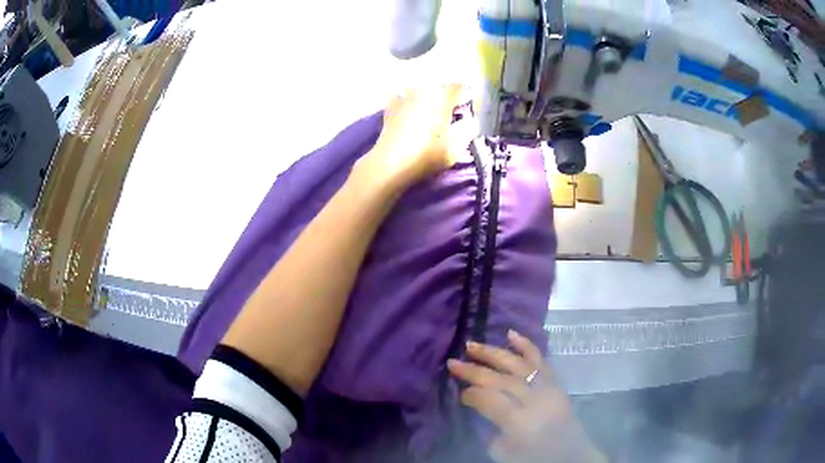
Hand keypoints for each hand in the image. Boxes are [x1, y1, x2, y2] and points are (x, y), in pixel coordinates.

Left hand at [352, 85, 474, 189]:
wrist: (390, 164)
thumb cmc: (426, 154)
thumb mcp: (456, 147)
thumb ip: (468, 129)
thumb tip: (470, 120)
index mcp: (442, 95)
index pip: (463, 89)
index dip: (469, 101)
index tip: (468, 116)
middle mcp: (423, 88)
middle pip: (442, 89)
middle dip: (449, 100)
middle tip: (452, 119)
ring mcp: (404, 95)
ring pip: (424, 92)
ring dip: (430, 101)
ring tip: (432, 118)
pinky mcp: (390, 107)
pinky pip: (406, 99)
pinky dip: (411, 104)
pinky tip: (411, 116)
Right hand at [448, 330, 606, 462]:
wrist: (569, 455)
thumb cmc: (533, 457)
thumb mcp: (503, 451)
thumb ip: (489, 427)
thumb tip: (480, 404)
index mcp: (520, 422)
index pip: (490, 399)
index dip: (472, 395)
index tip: (461, 394)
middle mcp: (535, 400)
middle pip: (500, 379)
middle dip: (474, 370)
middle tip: (453, 362)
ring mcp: (547, 388)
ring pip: (517, 364)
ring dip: (493, 353)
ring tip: (471, 344)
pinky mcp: (555, 382)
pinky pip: (540, 360)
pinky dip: (526, 345)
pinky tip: (510, 334)